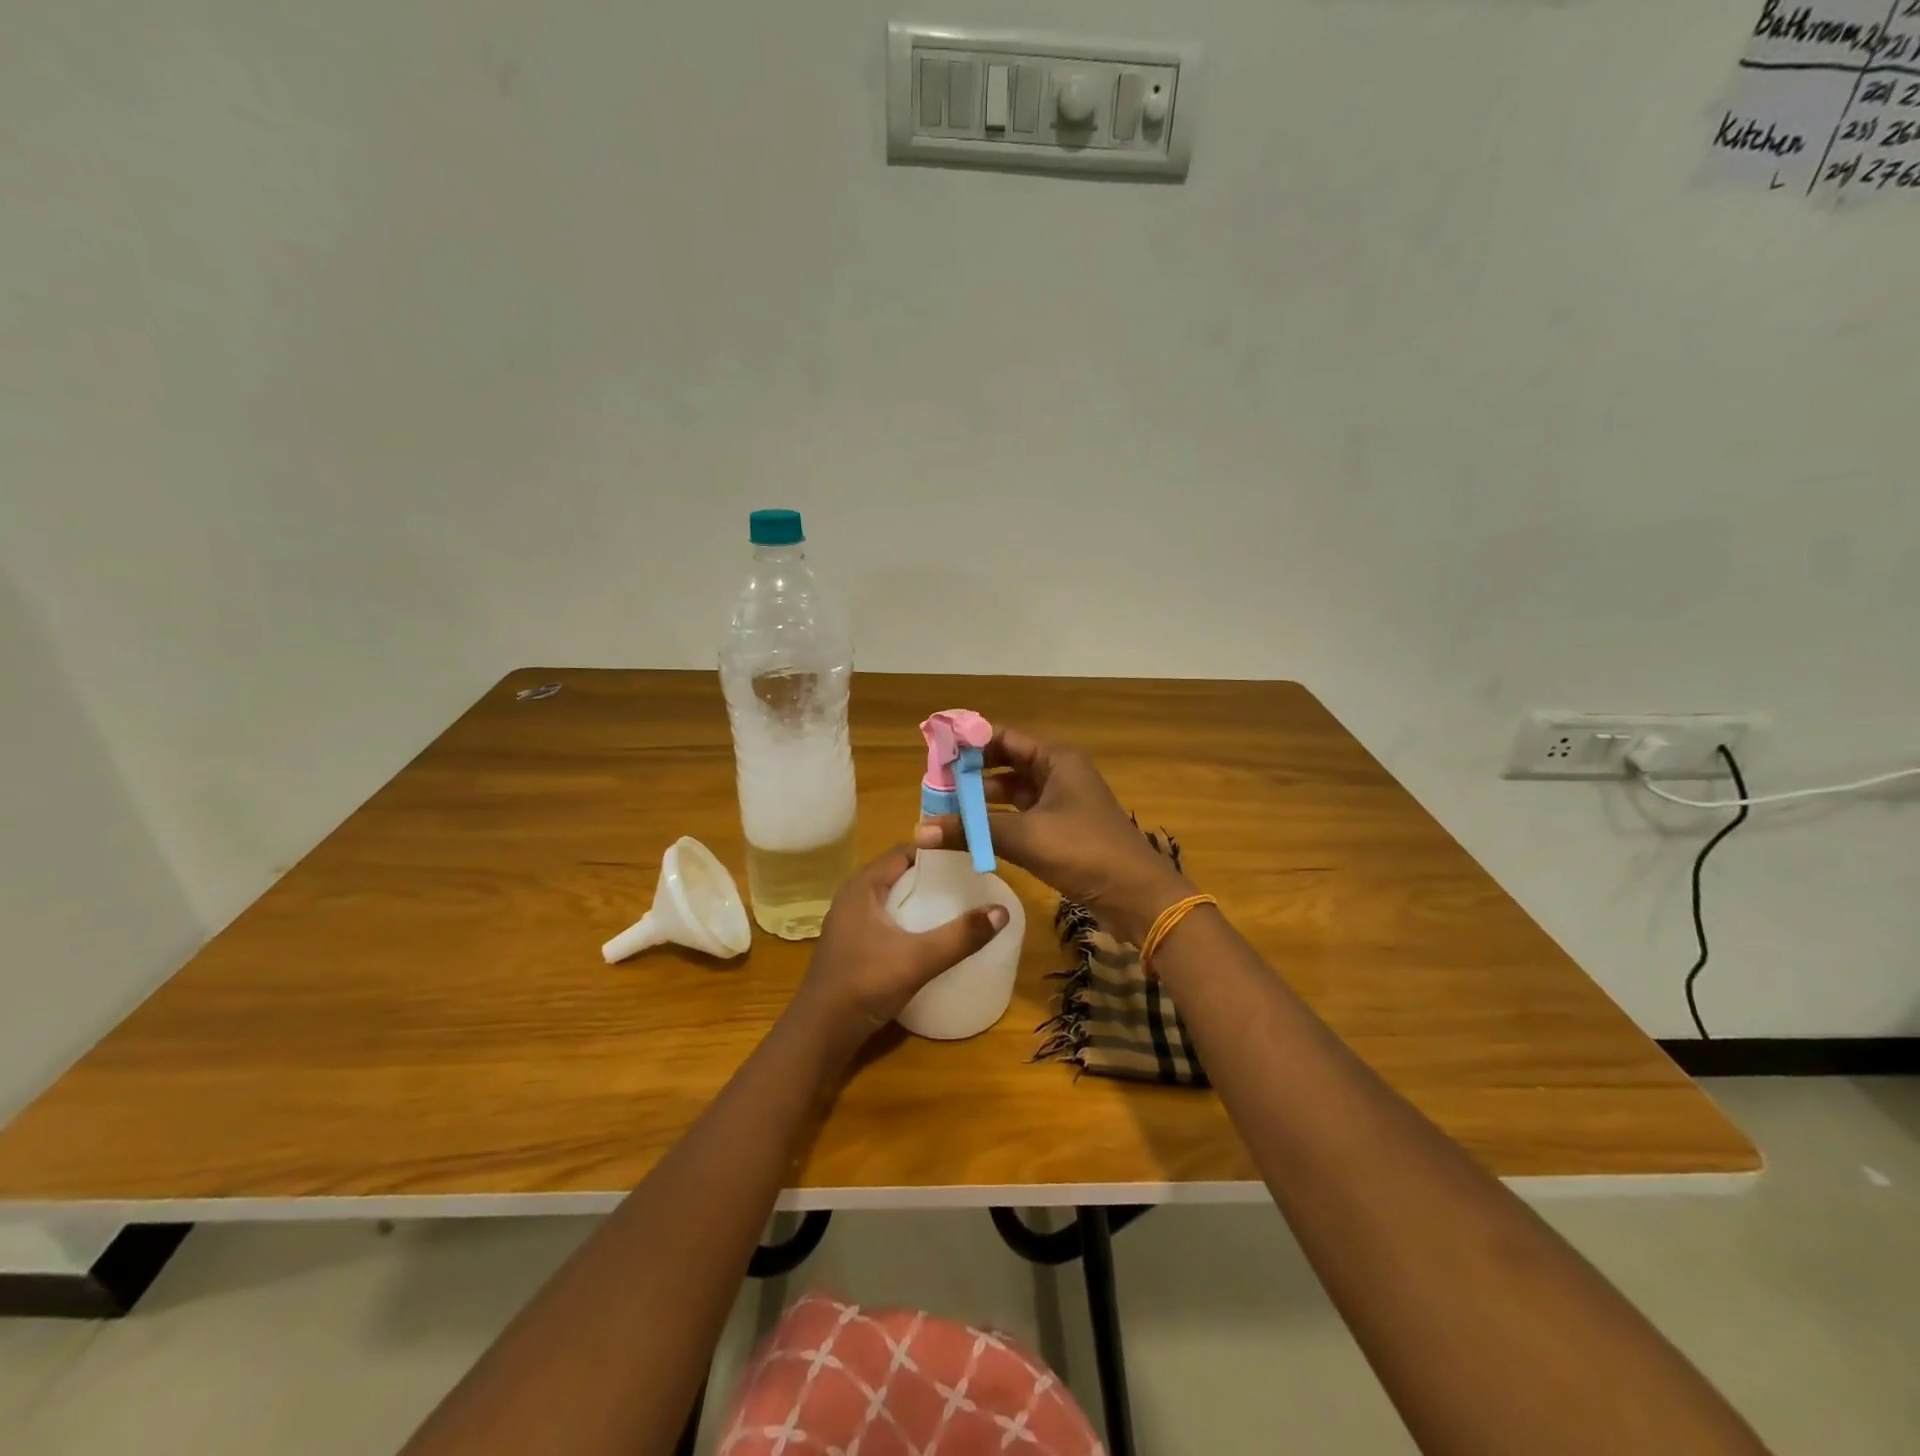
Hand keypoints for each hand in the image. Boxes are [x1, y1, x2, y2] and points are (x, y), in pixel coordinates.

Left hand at [795, 845, 1008, 1045]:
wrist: (820, 1032)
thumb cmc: (865, 984)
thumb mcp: (918, 959)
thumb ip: (961, 936)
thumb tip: (1002, 911)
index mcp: (863, 887)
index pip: (904, 851)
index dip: (936, 850)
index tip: (968, 857)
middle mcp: (854, 897)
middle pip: (899, 872)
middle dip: (932, 875)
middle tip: (969, 881)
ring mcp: (850, 922)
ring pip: (892, 897)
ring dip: (920, 898)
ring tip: (956, 905)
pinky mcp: (852, 944)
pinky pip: (885, 918)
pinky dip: (908, 918)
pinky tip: (929, 935)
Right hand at [914, 726, 1189, 943]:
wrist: (1137, 895)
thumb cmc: (1084, 852)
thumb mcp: (1025, 837)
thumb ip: (972, 831)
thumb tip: (919, 831)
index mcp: (1056, 759)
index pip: (1004, 737)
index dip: (969, 742)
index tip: (935, 751)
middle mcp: (1059, 773)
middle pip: (1006, 762)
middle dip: (972, 773)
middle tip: (934, 783)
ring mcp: (1062, 802)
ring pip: (1013, 791)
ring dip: (982, 799)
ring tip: (944, 808)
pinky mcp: (1062, 829)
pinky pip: (1021, 815)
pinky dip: (997, 820)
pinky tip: (971, 831)